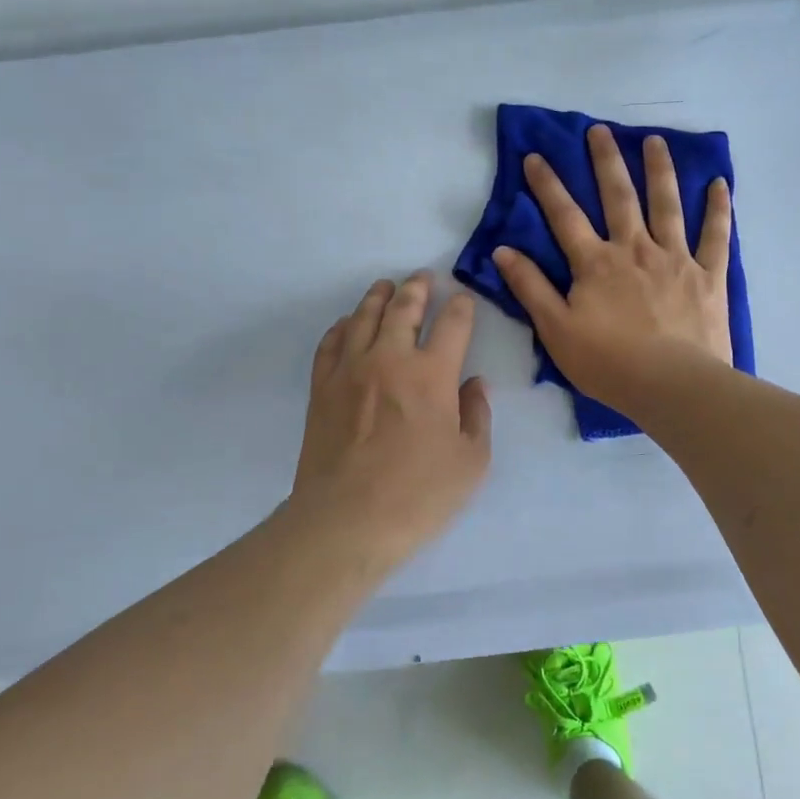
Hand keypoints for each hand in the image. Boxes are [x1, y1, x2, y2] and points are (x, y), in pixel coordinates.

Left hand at [286, 271, 491, 562]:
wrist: (346, 521)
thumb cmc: (418, 496)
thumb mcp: (471, 463)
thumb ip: (477, 416)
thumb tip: (474, 384)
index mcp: (432, 374)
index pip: (452, 324)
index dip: (461, 307)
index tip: (463, 300)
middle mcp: (390, 359)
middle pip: (404, 308)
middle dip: (417, 288)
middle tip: (422, 277)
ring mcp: (351, 370)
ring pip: (364, 317)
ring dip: (378, 297)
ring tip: (386, 286)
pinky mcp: (322, 387)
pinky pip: (331, 343)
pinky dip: (342, 326)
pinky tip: (348, 324)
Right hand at [494, 125, 732, 414]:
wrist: (672, 386)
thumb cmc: (608, 362)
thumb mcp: (556, 330)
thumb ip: (530, 288)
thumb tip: (503, 251)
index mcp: (595, 263)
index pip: (564, 215)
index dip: (547, 185)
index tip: (535, 155)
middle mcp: (634, 249)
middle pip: (618, 197)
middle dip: (606, 161)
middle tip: (600, 130)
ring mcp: (675, 258)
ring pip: (667, 204)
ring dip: (659, 170)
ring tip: (655, 141)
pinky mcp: (708, 275)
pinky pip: (715, 235)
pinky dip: (718, 209)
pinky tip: (719, 184)